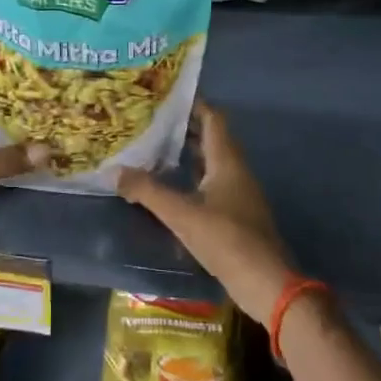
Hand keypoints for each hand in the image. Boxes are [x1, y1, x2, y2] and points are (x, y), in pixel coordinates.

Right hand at [117, 102, 297, 322]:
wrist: (266, 283)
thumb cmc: (227, 240)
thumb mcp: (182, 214)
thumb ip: (148, 191)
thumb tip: (114, 171)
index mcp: (227, 161)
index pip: (213, 118)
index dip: (192, 104)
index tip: (165, 97)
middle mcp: (236, 171)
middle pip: (211, 138)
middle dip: (184, 128)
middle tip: (151, 122)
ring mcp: (238, 193)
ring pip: (211, 162)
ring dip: (187, 153)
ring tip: (154, 149)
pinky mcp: (236, 214)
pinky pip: (212, 183)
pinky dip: (192, 177)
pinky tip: (172, 187)